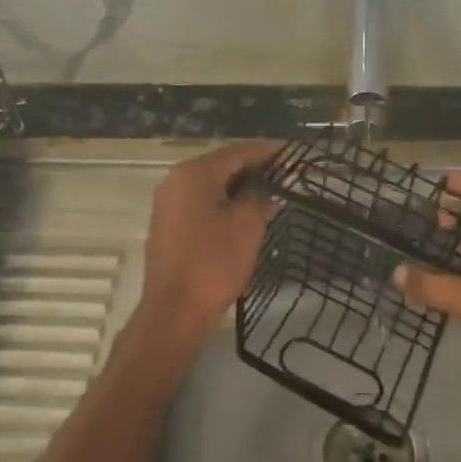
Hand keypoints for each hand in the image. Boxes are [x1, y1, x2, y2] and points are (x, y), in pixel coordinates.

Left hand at [130, 141, 278, 356]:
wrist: (174, 310)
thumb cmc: (214, 263)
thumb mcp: (247, 226)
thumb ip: (260, 197)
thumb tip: (266, 188)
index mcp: (194, 174)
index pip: (238, 152)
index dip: (267, 151)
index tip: (293, 152)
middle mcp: (176, 180)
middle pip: (222, 165)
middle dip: (254, 168)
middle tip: (286, 173)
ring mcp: (168, 203)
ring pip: (211, 185)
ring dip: (239, 186)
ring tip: (272, 191)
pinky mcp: (167, 224)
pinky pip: (200, 202)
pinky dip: (223, 202)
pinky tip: (245, 212)